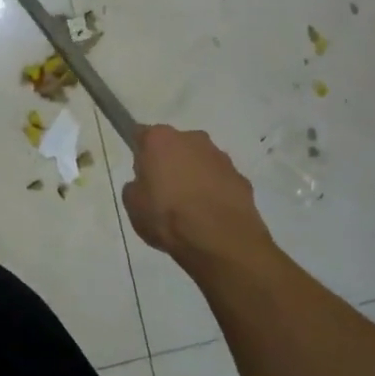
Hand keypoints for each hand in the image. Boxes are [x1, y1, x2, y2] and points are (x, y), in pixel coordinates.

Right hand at [121, 125, 272, 264]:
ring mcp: (220, 157)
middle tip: (163, 191)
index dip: (140, 153)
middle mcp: (192, 138)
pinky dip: (215, 192)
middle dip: (170, 162)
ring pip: (200, 161)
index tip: (140, 172)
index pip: (142, 135)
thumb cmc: (167, 217)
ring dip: (194, 176)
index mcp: (160, 140)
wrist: (220, 240)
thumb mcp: (133, 205)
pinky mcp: (241, 177)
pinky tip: (210, 215)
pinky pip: (220, 181)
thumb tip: (144, 184)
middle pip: (174, 146)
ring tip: (190, 208)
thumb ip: (135, 187)